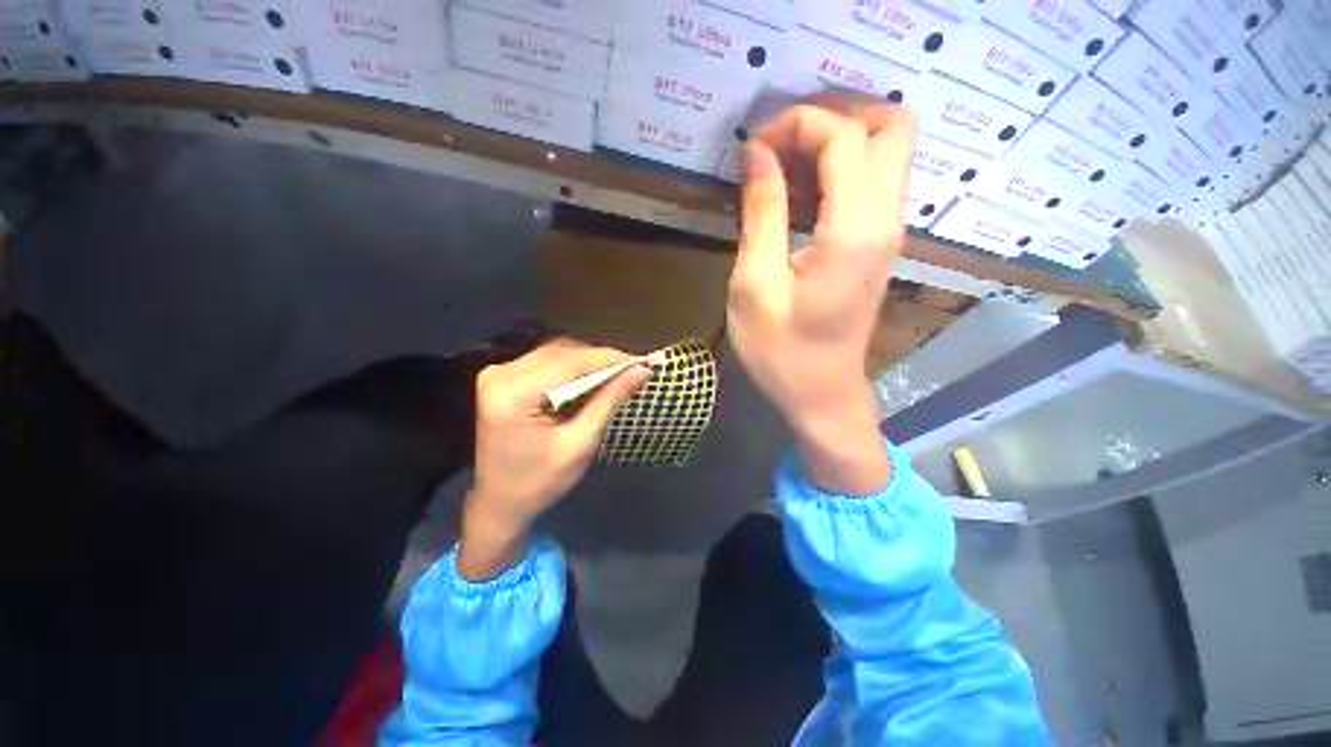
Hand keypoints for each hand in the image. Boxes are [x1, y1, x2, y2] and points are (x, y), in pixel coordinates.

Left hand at [459, 340, 651, 579]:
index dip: (609, 358)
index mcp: (515, 395)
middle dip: (600, 359)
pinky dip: (571, 367)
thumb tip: (641, 371)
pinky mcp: (500, 378)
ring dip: (587, 361)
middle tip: (631, 370)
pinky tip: (589, 378)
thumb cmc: (541, 482)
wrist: (499, 502)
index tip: (642, 361)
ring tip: (615, 374)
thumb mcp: (581, 443)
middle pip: (562, 352)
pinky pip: (544, 360)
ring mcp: (497, 374)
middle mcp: (500, 375)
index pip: (571, 362)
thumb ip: (610, 400)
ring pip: (555, 352)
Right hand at [728, 96, 915, 494]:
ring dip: (838, 140)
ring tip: (784, 165)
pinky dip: (840, 169)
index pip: (844, 135)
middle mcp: (886, 220)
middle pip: (890, 124)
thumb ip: (761, 212)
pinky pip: (874, 182)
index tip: (753, 146)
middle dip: (834, 115)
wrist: (821, 395)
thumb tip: (756, 153)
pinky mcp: (879, 246)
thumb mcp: (755, 284)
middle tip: (782, 142)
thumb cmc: (780, 351)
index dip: (796, 123)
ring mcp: (889, 232)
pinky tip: (799, 194)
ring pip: (888, 149)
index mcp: (854, 231)